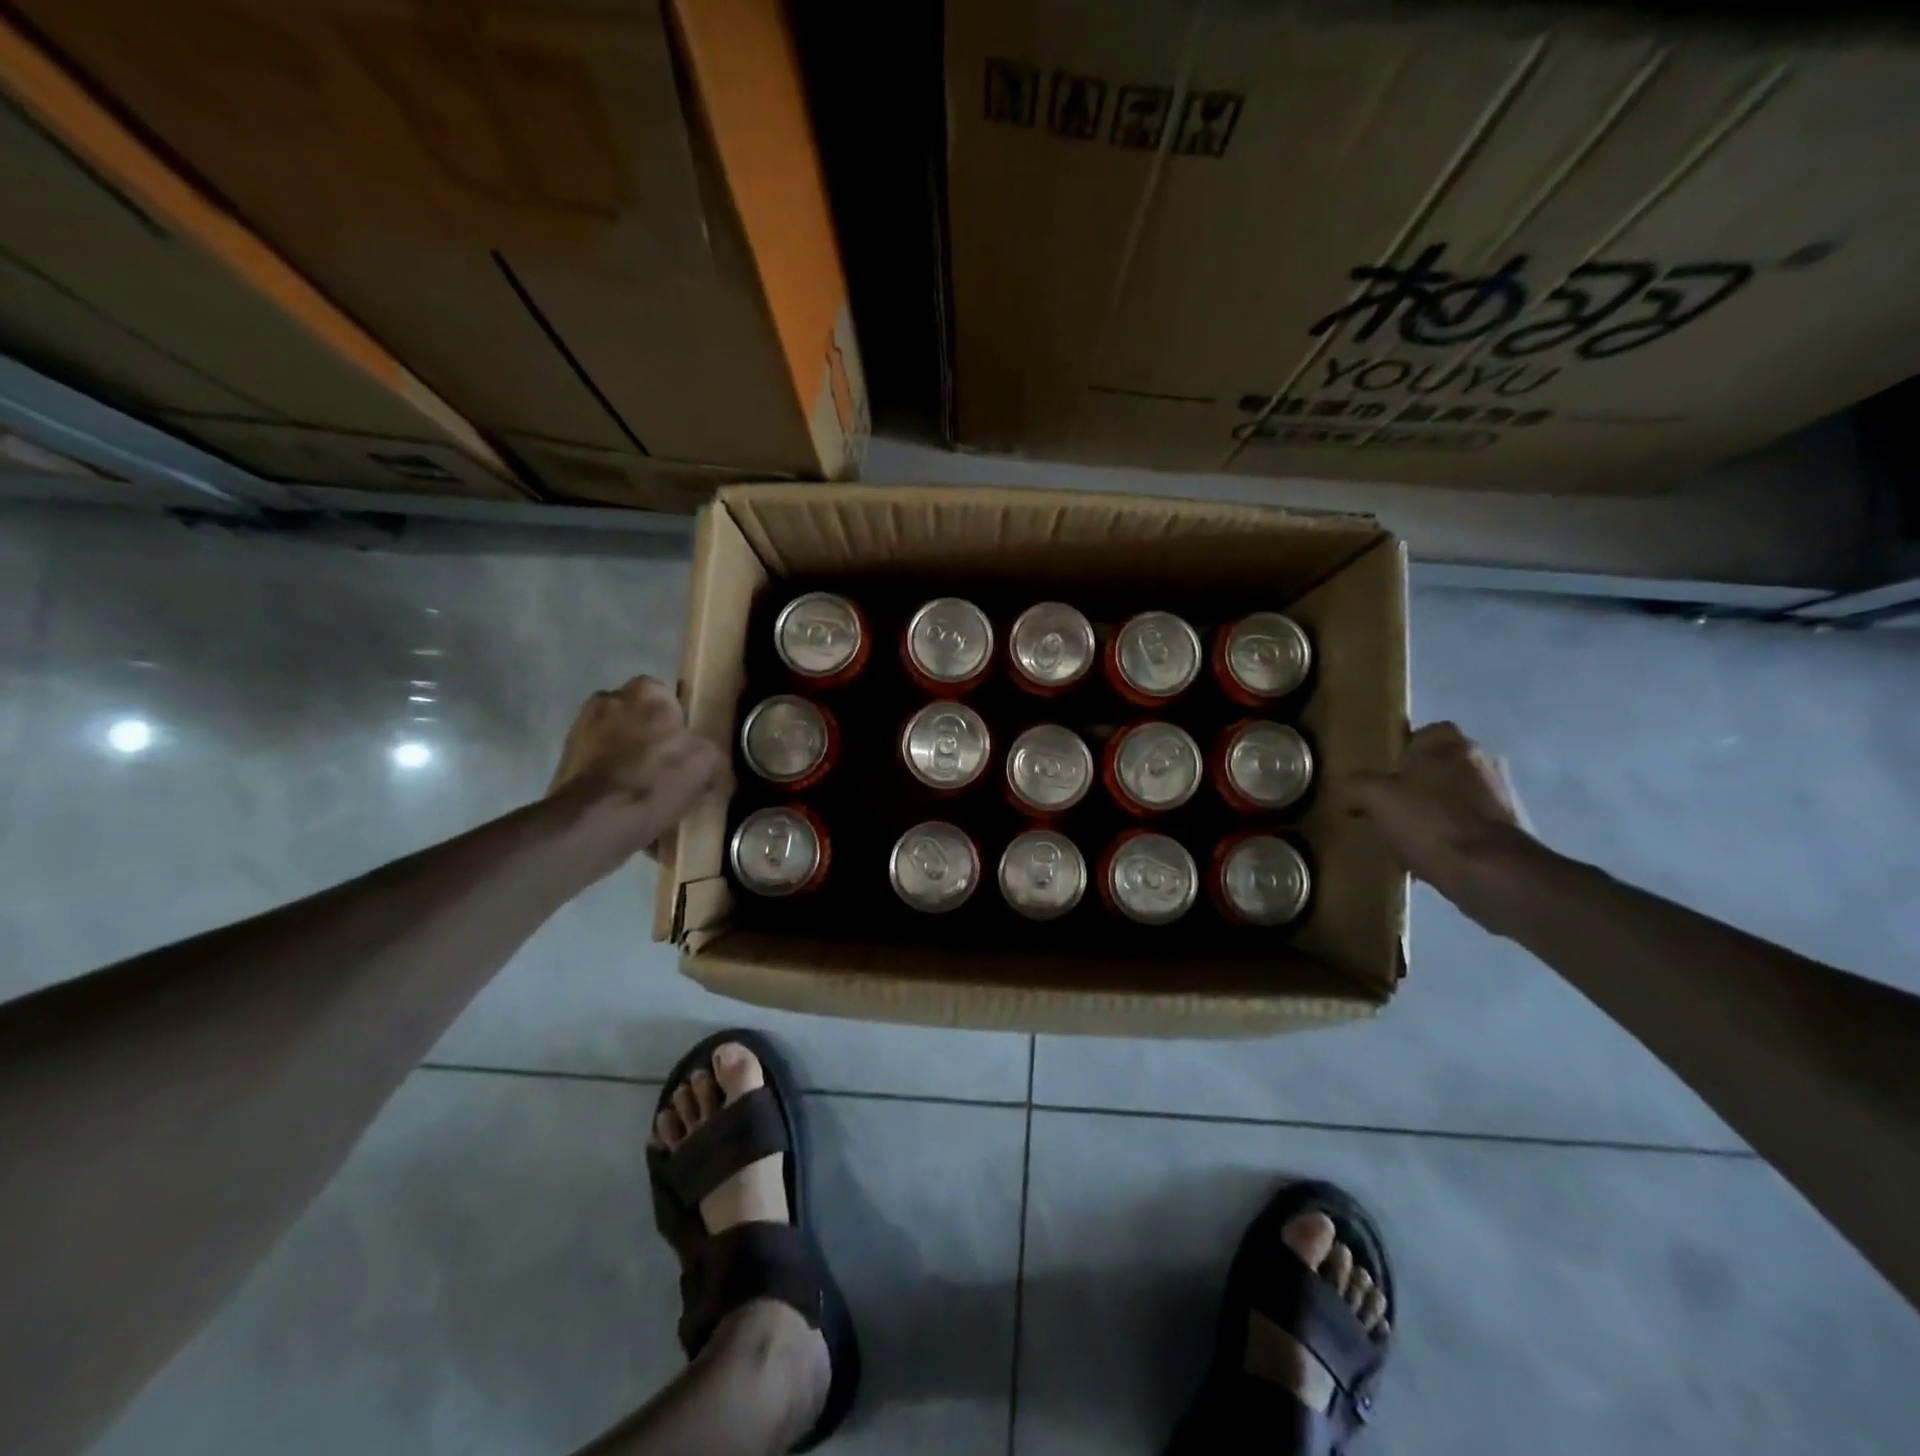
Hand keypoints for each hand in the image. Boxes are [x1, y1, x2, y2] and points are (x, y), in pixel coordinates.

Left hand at [550, 676, 727, 855]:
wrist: (597, 821)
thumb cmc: (656, 781)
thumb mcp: (706, 763)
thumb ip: (710, 751)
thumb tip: (708, 761)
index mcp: (646, 691)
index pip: (668, 698)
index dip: (679, 724)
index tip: (687, 750)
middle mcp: (609, 700)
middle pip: (639, 719)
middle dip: (650, 739)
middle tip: (669, 771)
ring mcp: (581, 731)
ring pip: (617, 744)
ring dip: (629, 761)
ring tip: (647, 794)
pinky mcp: (564, 763)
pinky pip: (599, 769)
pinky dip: (612, 783)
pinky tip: (627, 808)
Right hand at [1338, 722, 1536, 914]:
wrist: (1488, 872)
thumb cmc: (1429, 821)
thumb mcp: (1374, 797)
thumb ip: (1354, 785)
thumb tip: (1344, 789)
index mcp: (1450, 746)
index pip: (1429, 731)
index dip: (1407, 747)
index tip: (1386, 770)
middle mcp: (1481, 762)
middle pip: (1443, 763)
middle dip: (1420, 779)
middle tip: (1391, 799)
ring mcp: (1499, 797)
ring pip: (1456, 793)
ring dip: (1436, 807)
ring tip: (1408, 829)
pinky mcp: (1506, 829)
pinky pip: (1468, 823)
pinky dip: (1450, 832)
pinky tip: (1429, 852)